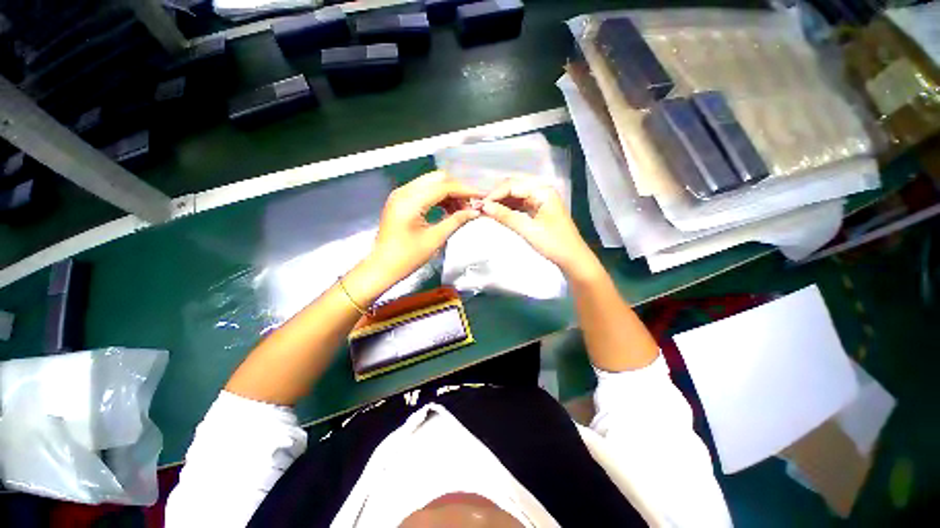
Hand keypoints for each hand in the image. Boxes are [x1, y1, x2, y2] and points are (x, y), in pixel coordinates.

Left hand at [370, 171, 483, 282]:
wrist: (382, 266)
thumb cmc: (407, 257)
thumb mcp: (435, 239)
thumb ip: (456, 221)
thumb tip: (475, 212)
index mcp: (411, 201)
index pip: (444, 187)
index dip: (465, 190)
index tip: (481, 196)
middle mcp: (404, 191)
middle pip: (437, 179)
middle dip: (457, 189)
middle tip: (471, 204)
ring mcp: (400, 194)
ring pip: (431, 183)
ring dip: (448, 193)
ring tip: (462, 209)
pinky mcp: (400, 200)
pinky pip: (423, 191)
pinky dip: (438, 197)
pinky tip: (448, 209)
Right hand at [481, 178, 594, 274]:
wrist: (572, 259)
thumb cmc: (554, 243)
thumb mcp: (528, 229)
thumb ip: (506, 216)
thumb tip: (485, 206)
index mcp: (543, 190)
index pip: (513, 185)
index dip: (495, 193)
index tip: (481, 205)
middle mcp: (542, 190)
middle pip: (514, 186)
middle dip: (497, 195)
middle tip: (482, 206)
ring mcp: (541, 200)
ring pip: (516, 195)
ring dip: (502, 201)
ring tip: (487, 210)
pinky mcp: (538, 210)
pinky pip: (520, 204)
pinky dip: (509, 208)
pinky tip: (498, 212)